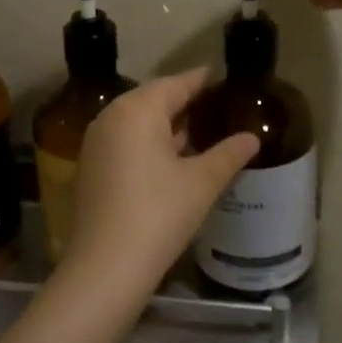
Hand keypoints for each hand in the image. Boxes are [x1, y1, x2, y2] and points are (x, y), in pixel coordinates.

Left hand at [59, 70, 260, 306]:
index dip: (199, 79)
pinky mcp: (89, 166)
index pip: (175, 84)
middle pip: (152, 98)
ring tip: (195, 128)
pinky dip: (146, 139)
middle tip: (212, 102)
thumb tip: (252, 137)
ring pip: (136, 119)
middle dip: (181, 99)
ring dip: (163, 121)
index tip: (218, 74)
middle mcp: (111, 116)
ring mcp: (95, 141)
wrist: (105, 268)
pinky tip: (167, 156)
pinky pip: (123, 138)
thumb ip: (228, 154)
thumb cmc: (158, 215)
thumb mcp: (201, 183)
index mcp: (138, 110)